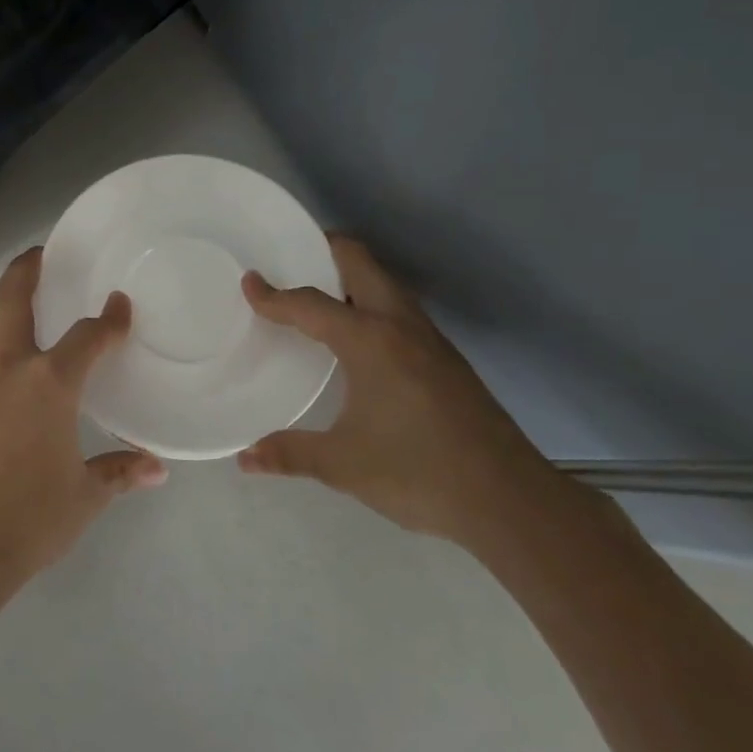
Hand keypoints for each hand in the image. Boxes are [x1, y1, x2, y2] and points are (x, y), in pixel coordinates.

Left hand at [0, 248, 167, 585]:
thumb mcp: (83, 497)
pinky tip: (6, 421)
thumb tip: (156, 470)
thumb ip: (119, 473)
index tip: (119, 306)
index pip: (87, 337)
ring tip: (35, 371)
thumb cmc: (30, 518)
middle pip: (10, 302)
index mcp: (48, 385)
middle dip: (25, 270)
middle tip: (38, 255)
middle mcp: (6, 373)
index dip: (108, 320)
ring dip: (14, 345)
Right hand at [237, 234, 559, 546]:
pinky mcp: (446, 360)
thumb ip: (289, 453)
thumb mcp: (343, 464)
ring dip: (351, 279)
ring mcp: (430, 341)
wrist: (508, 500)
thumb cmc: (417, 472)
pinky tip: (357, 340)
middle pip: (361, 265)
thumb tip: (244, 458)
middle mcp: (402, 327)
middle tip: (290, 261)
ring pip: (386, 286)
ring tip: (316, 296)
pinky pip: (399, 311)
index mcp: (371, 342)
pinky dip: (370, 304)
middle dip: (324, 252)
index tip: (249, 282)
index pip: (311, 305)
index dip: (275, 295)